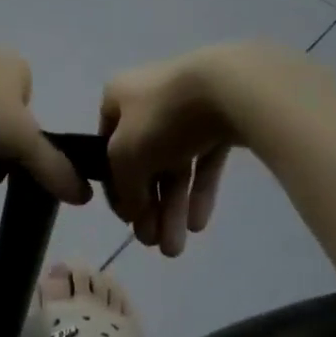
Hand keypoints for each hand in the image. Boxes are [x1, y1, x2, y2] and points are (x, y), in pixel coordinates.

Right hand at [100, 48, 251, 255]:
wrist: (228, 88)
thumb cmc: (163, 117)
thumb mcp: (125, 155)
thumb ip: (124, 187)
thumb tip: (133, 212)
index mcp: (118, 96)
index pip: (107, 147)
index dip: (115, 186)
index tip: (127, 221)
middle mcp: (148, 99)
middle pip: (145, 161)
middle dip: (149, 206)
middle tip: (153, 244)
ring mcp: (187, 108)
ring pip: (175, 164)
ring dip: (173, 207)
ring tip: (176, 248)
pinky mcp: (220, 118)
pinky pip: (204, 159)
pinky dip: (200, 190)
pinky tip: (198, 224)